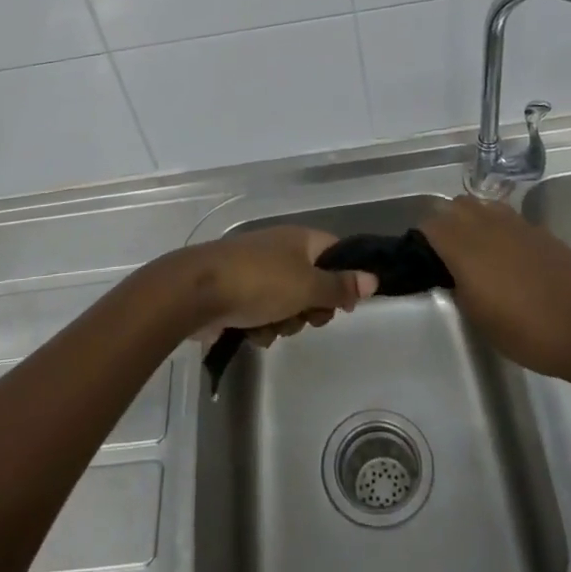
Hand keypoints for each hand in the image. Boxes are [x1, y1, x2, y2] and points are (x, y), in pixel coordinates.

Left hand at [175, 226, 378, 346]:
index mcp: (299, 239)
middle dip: (310, 308)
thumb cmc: (259, 282)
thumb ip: (340, 286)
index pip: (334, 252)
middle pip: (312, 283)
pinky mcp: (235, 294)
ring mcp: (255, 272)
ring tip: (271, 326)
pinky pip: (261, 313)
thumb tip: (373, 278)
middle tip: (305, 318)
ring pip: (287, 304)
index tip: (345, 304)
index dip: (345, 278)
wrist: (197, 292)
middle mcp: (279, 251)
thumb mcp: (307, 286)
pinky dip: (260, 326)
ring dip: (284, 322)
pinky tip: (251, 332)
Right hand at [421, 195, 570, 379]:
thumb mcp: (478, 317)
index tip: (423, 261)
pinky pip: (508, 219)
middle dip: (446, 223)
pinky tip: (508, 257)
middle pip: (454, 206)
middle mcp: (486, 224)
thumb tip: (452, 273)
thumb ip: (458, 286)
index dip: (421, 241)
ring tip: (477, 251)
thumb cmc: (527, 331)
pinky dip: (499, 230)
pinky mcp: (540, 231)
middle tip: (447, 255)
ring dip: (473, 221)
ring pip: (482, 206)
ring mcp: (516, 224)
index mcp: (463, 245)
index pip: (429, 225)